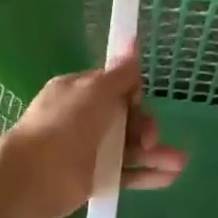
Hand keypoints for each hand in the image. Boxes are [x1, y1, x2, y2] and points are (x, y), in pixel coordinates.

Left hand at [0, 57, 186, 217]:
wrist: (37, 174)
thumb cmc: (66, 123)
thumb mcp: (96, 90)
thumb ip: (120, 73)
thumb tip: (133, 40)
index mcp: (78, 91)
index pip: (114, 87)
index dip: (132, 93)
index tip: (139, 101)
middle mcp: (83, 118)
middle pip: (126, 118)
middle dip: (146, 125)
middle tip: (150, 138)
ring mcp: (89, 149)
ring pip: (129, 147)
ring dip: (155, 152)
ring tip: (180, 163)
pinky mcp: (94, 177)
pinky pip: (126, 172)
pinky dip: (147, 174)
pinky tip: (170, 177)